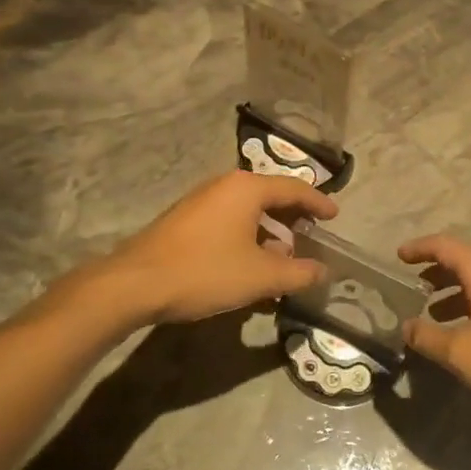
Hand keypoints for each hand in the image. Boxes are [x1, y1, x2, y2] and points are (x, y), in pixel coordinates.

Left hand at [92, 171, 336, 326]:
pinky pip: (228, 220)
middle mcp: (224, 185)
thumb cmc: (205, 271)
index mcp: (247, 188)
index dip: (318, 203)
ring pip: (247, 210)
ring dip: (269, 231)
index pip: (294, 188)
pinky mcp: (184, 220)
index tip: (335, 216)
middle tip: (312, 237)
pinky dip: (247, 236)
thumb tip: (323, 271)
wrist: (135, 283)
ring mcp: (201, 201)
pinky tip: (247, 265)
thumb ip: (298, 273)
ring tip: (282, 258)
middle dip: (293, 217)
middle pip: (269, 196)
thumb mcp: (260, 277)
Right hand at [396, 236, 470, 433]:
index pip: (446, 246)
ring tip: (433, 313)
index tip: (399, 256)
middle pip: (465, 261)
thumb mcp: (463, 354)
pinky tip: (466, 332)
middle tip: (412, 287)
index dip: (420, 248)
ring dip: (454, 292)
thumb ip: (428, 337)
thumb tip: (406, 326)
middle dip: (436, 272)